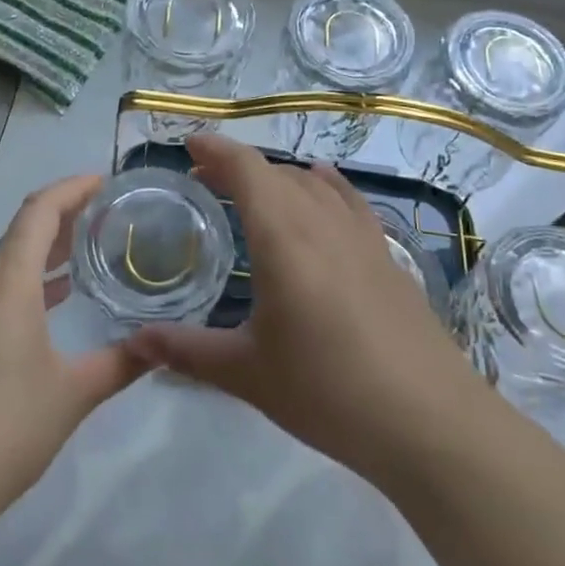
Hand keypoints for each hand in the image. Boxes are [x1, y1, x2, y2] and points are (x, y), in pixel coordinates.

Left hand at [0, 175, 146, 533]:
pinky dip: (29, 279)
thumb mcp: (73, 394)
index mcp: (6, 283)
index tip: (106, 181)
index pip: (39, 211)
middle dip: (64, 214)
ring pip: (7, 260)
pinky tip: (54, 299)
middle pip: (22, 230)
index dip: (72, 188)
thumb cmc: (2, 430)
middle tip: (107, 212)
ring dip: (45, 248)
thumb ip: (121, 363)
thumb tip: (162, 345)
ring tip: (87, 247)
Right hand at [127, 134, 482, 488]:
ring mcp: (361, 236)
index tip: (189, 144)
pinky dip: (325, 185)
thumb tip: (135, 342)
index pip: (247, 169)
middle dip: (239, 167)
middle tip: (206, 180)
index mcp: (283, 237)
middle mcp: (322, 221)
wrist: (428, 421)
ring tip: (253, 190)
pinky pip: (349, 200)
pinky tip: (322, 186)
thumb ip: (188, 351)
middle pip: (277, 172)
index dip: (217, 150)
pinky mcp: (387, 255)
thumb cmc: (328, 392)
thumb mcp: (249, 374)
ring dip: (278, 176)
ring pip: (313, 183)